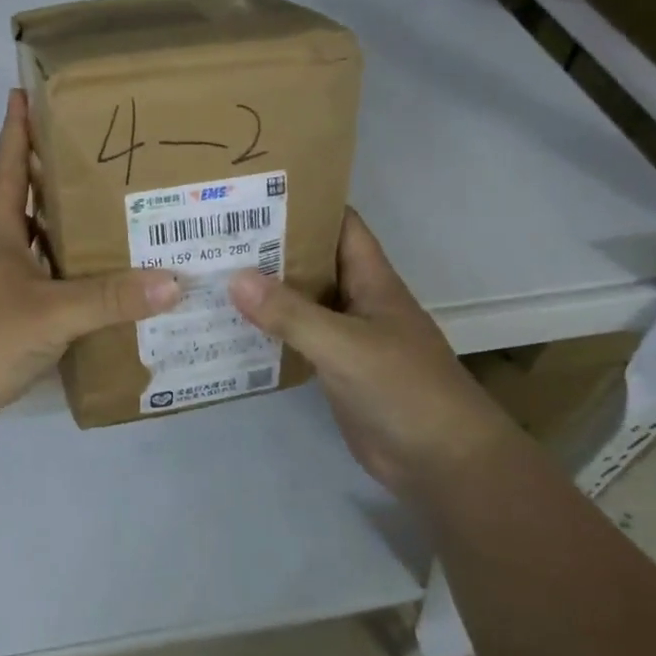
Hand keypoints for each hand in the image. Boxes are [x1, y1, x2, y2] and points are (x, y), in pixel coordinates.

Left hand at [0, 89, 181, 449]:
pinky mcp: (7, 322)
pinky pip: (50, 291)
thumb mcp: (50, 313)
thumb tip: (174, 281)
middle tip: (109, 158)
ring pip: (45, 249)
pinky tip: (109, 289)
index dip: (17, 128)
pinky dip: (76, 285)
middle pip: (32, 203)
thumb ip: (110, 298)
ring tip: (124, 218)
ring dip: (75, 235)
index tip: (26, 90)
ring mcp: (0, 288)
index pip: (9, 165)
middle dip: (62, 178)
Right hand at [228, 209, 509, 496]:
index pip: (338, 224)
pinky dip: (268, 331)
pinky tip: (229, 327)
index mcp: (370, 278)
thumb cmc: (404, 389)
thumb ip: (291, 314)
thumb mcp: (345, 345)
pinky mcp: (335, 369)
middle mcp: (357, 299)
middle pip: (311, 260)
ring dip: (264, 290)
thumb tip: (234, 278)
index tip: (253, 192)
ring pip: (300, 301)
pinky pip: (296, 339)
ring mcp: (346, 335)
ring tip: (211, 273)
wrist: (443, 463)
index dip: (303, 203)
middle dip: (269, 246)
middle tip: (215, 234)